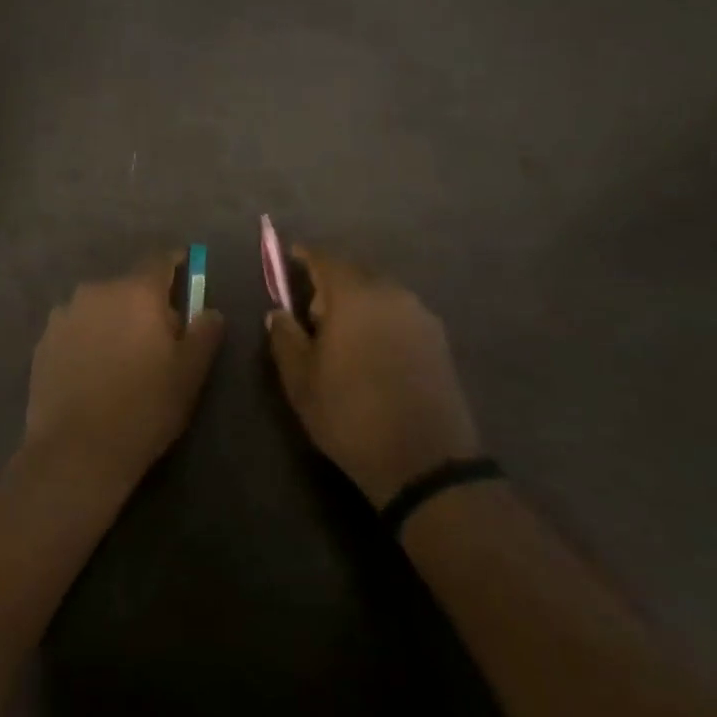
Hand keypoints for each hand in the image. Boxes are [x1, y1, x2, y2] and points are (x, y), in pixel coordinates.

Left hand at [24, 254, 225, 491]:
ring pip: (100, 307)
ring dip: (114, 320)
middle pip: (129, 286)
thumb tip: (209, 310)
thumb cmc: (144, 408)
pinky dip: (88, 339)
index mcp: (137, 291)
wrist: (76, 451)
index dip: (176, 265)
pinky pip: (76, 328)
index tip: (187, 276)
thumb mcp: (190, 374)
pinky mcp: (43, 341)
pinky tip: (93, 372)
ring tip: (122, 358)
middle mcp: (97, 291)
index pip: (160, 260)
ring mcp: (64, 314)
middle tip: (159, 337)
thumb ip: (204, 333)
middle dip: (146, 303)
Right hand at [266, 249, 482, 508]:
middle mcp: (390, 293)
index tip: (290, 257)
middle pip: (355, 271)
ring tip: (342, 334)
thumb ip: (285, 337)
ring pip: (380, 291)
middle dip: (331, 281)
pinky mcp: (438, 338)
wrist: (425, 462)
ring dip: (358, 300)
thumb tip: (278, 312)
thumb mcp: (301, 381)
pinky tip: (372, 349)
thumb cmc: (351, 415)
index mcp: (353, 296)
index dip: (304, 255)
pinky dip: (380, 317)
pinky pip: (399, 312)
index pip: (325, 258)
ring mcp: (419, 315)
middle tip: (312, 311)